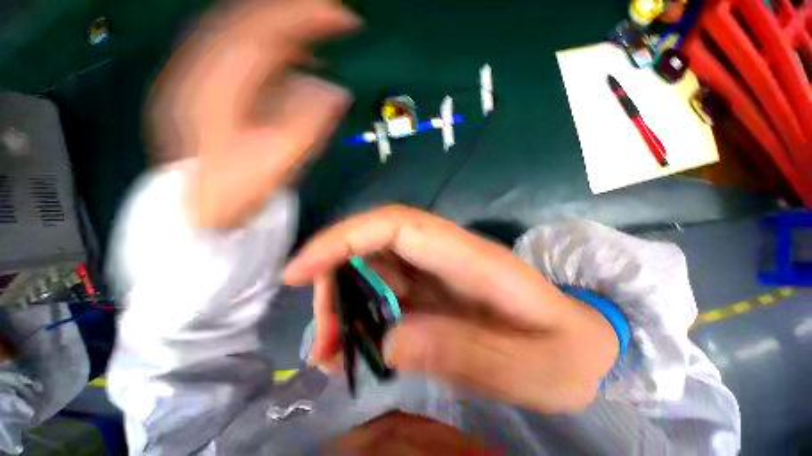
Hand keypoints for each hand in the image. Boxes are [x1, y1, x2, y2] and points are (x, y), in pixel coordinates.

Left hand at [150, 0, 358, 227]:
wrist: (198, 212)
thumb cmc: (235, 192)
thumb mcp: (275, 163)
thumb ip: (306, 125)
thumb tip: (333, 91)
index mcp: (215, 89)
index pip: (262, 32)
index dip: (304, 17)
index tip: (343, 17)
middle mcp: (199, 72)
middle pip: (246, 19)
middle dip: (293, 9)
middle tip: (332, 12)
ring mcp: (198, 78)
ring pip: (240, 30)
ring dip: (281, 24)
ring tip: (317, 29)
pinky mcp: (204, 90)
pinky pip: (238, 52)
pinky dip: (268, 44)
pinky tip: (291, 54)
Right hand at [285, 206, 619, 412]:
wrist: (585, 347)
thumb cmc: (568, 354)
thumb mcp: (528, 366)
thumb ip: (461, 350)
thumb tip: (389, 342)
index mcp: (472, 258)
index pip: (397, 225)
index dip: (345, 238)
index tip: (299, 271)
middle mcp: (448, 254)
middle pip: (376, 242)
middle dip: (334, 277)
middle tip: (322, 337)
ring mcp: (438, 270)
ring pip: (374, 267)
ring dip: (344, 302)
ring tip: (331, 352)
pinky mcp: (433, 289)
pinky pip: (385, 290)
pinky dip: (361, 315)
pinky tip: (353, 349)